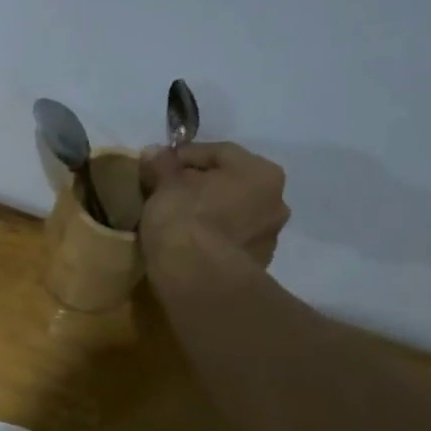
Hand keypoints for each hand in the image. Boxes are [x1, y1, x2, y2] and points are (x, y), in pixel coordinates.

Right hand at [138, 140, 290, 275]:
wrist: (197, 278)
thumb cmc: (184, 219)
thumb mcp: (165, 185)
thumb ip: (161, 165)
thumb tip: (154, 152)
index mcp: (260, 172)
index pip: (218, 152)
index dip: (183, 156)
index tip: (158, 165)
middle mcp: (276, 201)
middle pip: (230, 184)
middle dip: (199, 185)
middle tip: (167, 191)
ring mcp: (269, 237)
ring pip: (232, 214)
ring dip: (208, 212)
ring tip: (176, 219)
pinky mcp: (256, 266)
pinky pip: (229, 241)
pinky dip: (210, 237)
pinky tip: (186, 242)